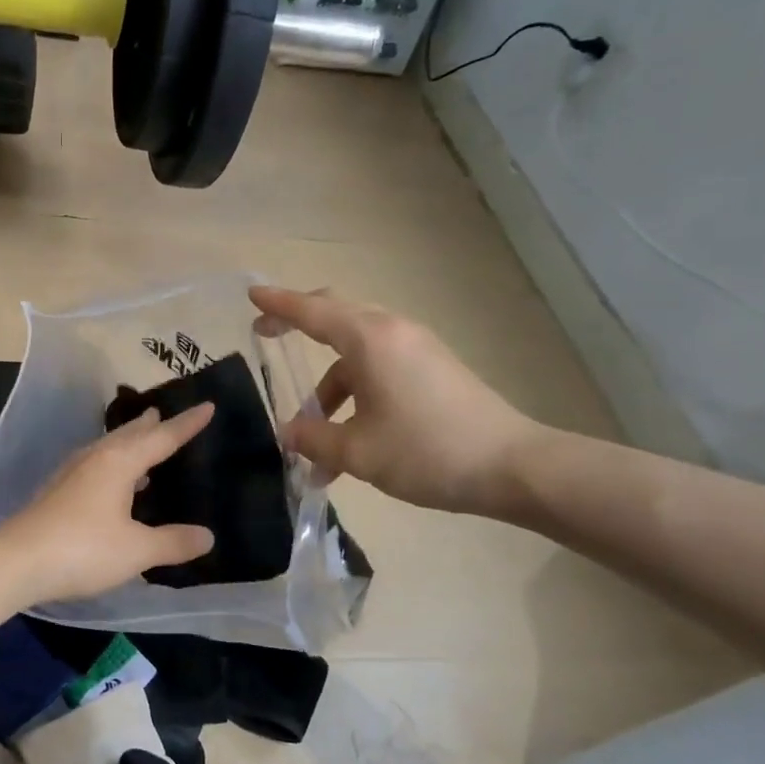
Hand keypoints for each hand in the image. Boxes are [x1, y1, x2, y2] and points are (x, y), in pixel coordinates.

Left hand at [0, 404, 216, 604]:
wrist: (16, 561)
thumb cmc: (82, 549)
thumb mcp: (136, 550)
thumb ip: (173, 542)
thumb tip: (207, 536)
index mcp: (119, 462)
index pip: (161, 437)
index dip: (187, 424)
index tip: (207, 406)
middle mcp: (95, 459)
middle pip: (128, 435)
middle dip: (149, 425)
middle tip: (163, 413)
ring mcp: (72, 474)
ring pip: (108, 448)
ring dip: (128, 443)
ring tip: (143, 443)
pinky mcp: (57, 492)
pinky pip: (95, 466)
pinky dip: (113, 465)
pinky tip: (114, 484)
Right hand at [250, 285, 548, 516]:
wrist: (512, 467)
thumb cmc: (425, 450)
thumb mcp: (357, 452)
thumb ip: (314, 440)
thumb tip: (290, 433)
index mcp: (370, 340)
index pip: (313, 311)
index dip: (279, 305)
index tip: (252, 297)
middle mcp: (394, 333)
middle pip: (337, 317)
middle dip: (300, 326)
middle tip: (268, 336)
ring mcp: (417, 350)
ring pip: (357, 355)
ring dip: (329, 390)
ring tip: (313, 440)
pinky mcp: (433, 371)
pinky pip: (380, 370)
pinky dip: (356, 397)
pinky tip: (350, 444)